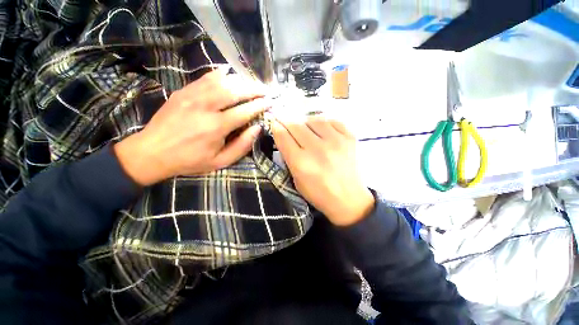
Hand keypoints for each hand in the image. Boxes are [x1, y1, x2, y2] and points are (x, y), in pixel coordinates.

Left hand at [114, 70, 268, 185]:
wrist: (152, 152)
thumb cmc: (190, 160)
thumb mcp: (220, 161)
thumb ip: (242, 146)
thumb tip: (257, 128)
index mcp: (216, 127)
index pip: (245, 111)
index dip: (260, 106)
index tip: (270, 102)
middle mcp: (206, 107)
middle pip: (235, 91)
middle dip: (254, 89)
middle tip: (265, 90)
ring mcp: (192, 96)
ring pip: (222, 81)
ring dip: (241, 81)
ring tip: (252, 84)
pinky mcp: (183, 91)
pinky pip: (205, 77)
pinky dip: (220, 74)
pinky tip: (229, 74)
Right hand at [271, 115, 374, 225]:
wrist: (349, 199)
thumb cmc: (319, 193)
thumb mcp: (296, 180)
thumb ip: (289, 157)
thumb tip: (284, 136)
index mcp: (301, 163)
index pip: (283, 136)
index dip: (276, 128)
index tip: (275, 125)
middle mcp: (317, 149)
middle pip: (296, 125)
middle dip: (288, 124)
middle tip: (289, 127)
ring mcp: (336, 141)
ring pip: (313, 119)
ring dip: (306, 123)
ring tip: (307, 130)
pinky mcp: (349, 138)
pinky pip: (332, 121)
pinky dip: (324, 123)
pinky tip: (323, 131)